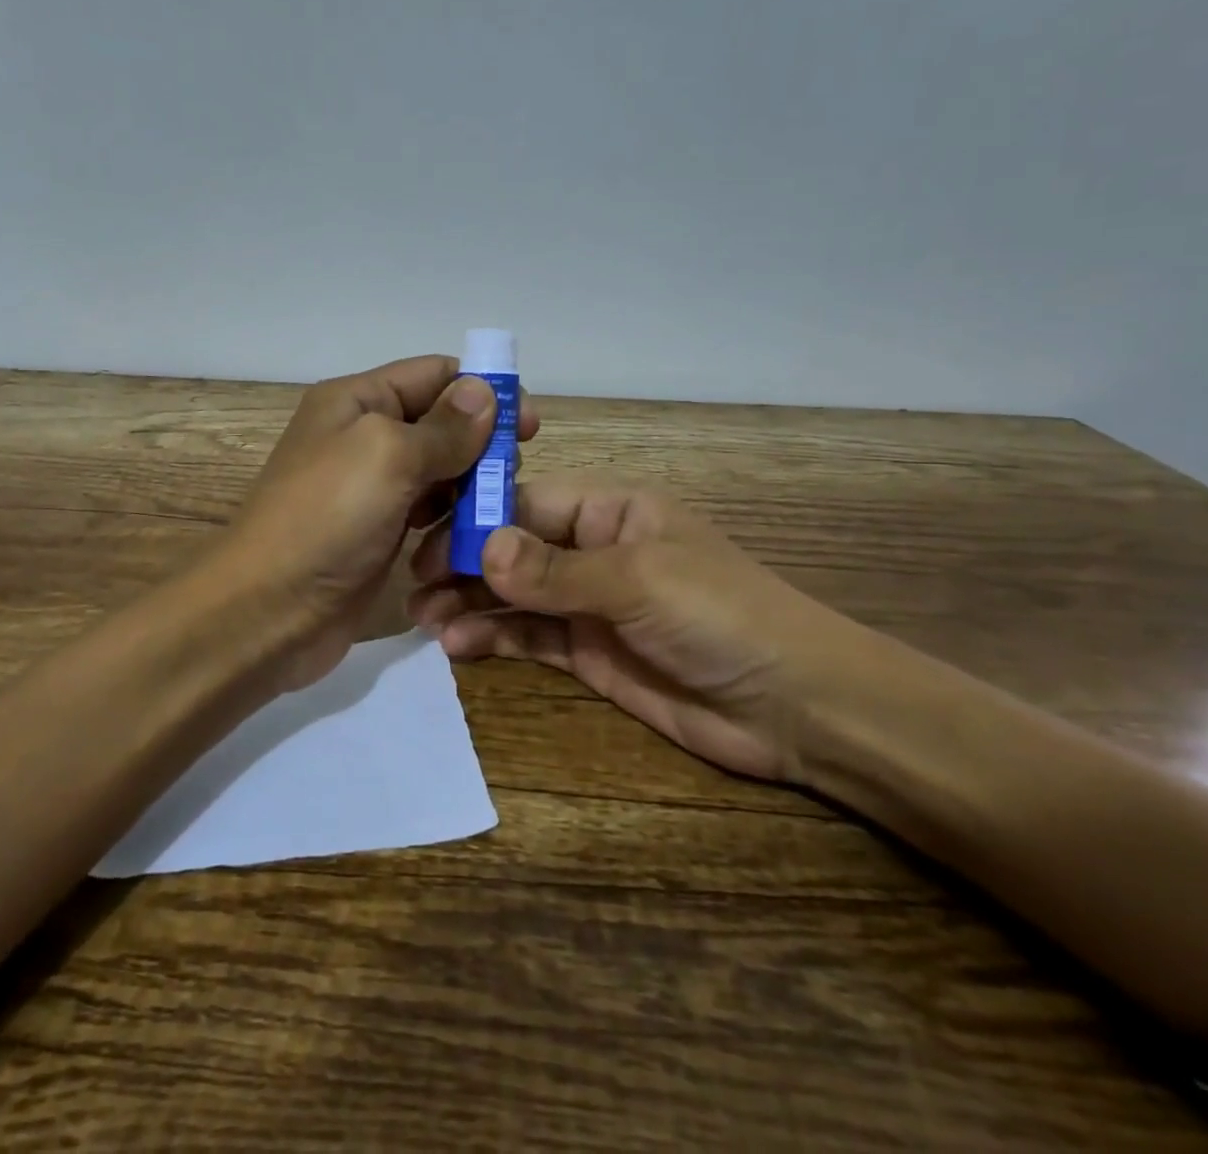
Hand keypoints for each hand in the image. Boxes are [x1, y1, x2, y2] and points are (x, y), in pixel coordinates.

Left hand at [220, 355, 538, 689]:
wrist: (267, 612)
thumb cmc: (325, 520)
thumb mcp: (387, 457)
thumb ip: (443, 426)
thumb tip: (483, 390)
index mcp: (358, 400)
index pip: (435, 374)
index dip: (483, 392)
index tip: (527, 426)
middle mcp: (364, 436)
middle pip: (442, 423)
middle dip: (481, 446)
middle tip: (508, 478)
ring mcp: (371, 488)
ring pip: (440, 471)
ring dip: (469, 489)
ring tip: (490, 514)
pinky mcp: (378, 532)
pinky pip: (428, 513)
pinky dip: (450, 521)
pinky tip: (464, 540)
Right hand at [407, 477, 855, 782]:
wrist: (794, 706)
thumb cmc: (721, 616)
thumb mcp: (638, 581)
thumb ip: (556, 570)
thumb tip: (482, 549)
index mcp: (609, 510)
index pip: (527, 501)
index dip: (476, 519)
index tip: (426, 541)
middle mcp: (592, 548)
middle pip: (512, 547)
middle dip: (463, 563)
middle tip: (412, 586)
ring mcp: (587, 602)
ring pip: (513, 593)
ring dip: (469, 602)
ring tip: (425, 621)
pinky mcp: (587, 650)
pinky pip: (528, 635)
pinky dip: (493, 636)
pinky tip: (460, 645)